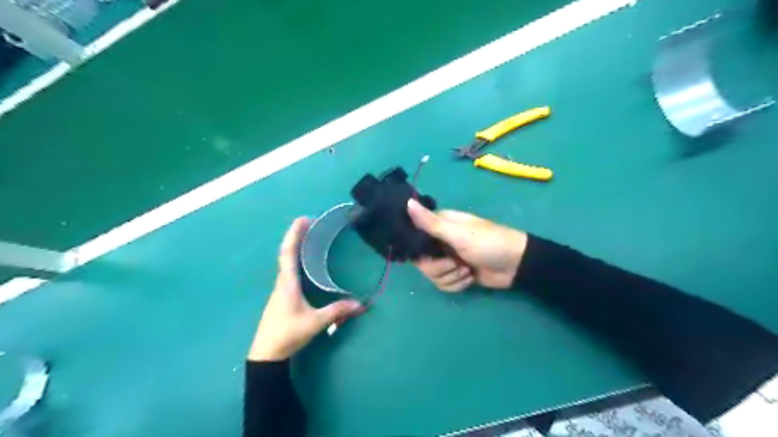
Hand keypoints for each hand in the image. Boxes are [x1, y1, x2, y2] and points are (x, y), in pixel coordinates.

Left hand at [249, 219, 365, 361]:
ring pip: (286, 262)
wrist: (266, 354)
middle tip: (310, 223)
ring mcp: (280, 289)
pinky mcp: (282, 296)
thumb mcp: (315, 323)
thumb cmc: (287, 334)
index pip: (288, 253)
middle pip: (286, 253)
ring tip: (308, 237)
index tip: (303, 219)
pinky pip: (288, 270)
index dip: (294, 235)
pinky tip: (304, 262)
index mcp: (287, 283)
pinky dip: (295, 259)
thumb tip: (361, 303)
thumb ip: (337, 311)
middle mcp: (282, 282)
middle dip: (296, 236)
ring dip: (295, 246)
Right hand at [408, 200, 528, 290]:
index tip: (427, 253)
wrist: (515, 265)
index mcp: (439, 226)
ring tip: (467, 271)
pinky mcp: (456, 275)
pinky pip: (443, 284)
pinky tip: (470, 278)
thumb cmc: (488, 243)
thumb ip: (431, 222)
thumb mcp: (458, 233)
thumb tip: (407, 201)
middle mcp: (440, 242)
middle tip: (456, 262)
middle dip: (439, 267)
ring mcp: (448, 259)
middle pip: (421, 262)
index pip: (414, 236)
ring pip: (432, 276)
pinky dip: (457, 284)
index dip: (417, 248)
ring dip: (451, 277)